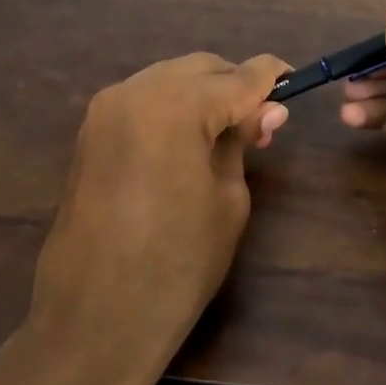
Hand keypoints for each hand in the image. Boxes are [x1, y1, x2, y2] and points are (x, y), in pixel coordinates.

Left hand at [28, 51, 290, 384]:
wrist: (95, 316)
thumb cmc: (178, 264)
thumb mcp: (228, 199)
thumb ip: (242, 142)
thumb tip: (266, 109)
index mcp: (176, 106)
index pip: (238, 76)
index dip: (271, 76)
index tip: (295, 79)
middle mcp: (135, 92)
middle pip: (200, 68)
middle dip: (234, 85)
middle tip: (261, 123)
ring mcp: (106, 109)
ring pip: (169, 78)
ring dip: (202, 94)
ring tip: (226, 134)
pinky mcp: (90, 131)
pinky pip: (143, 100)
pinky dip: (172, 107)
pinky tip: (189, 139)